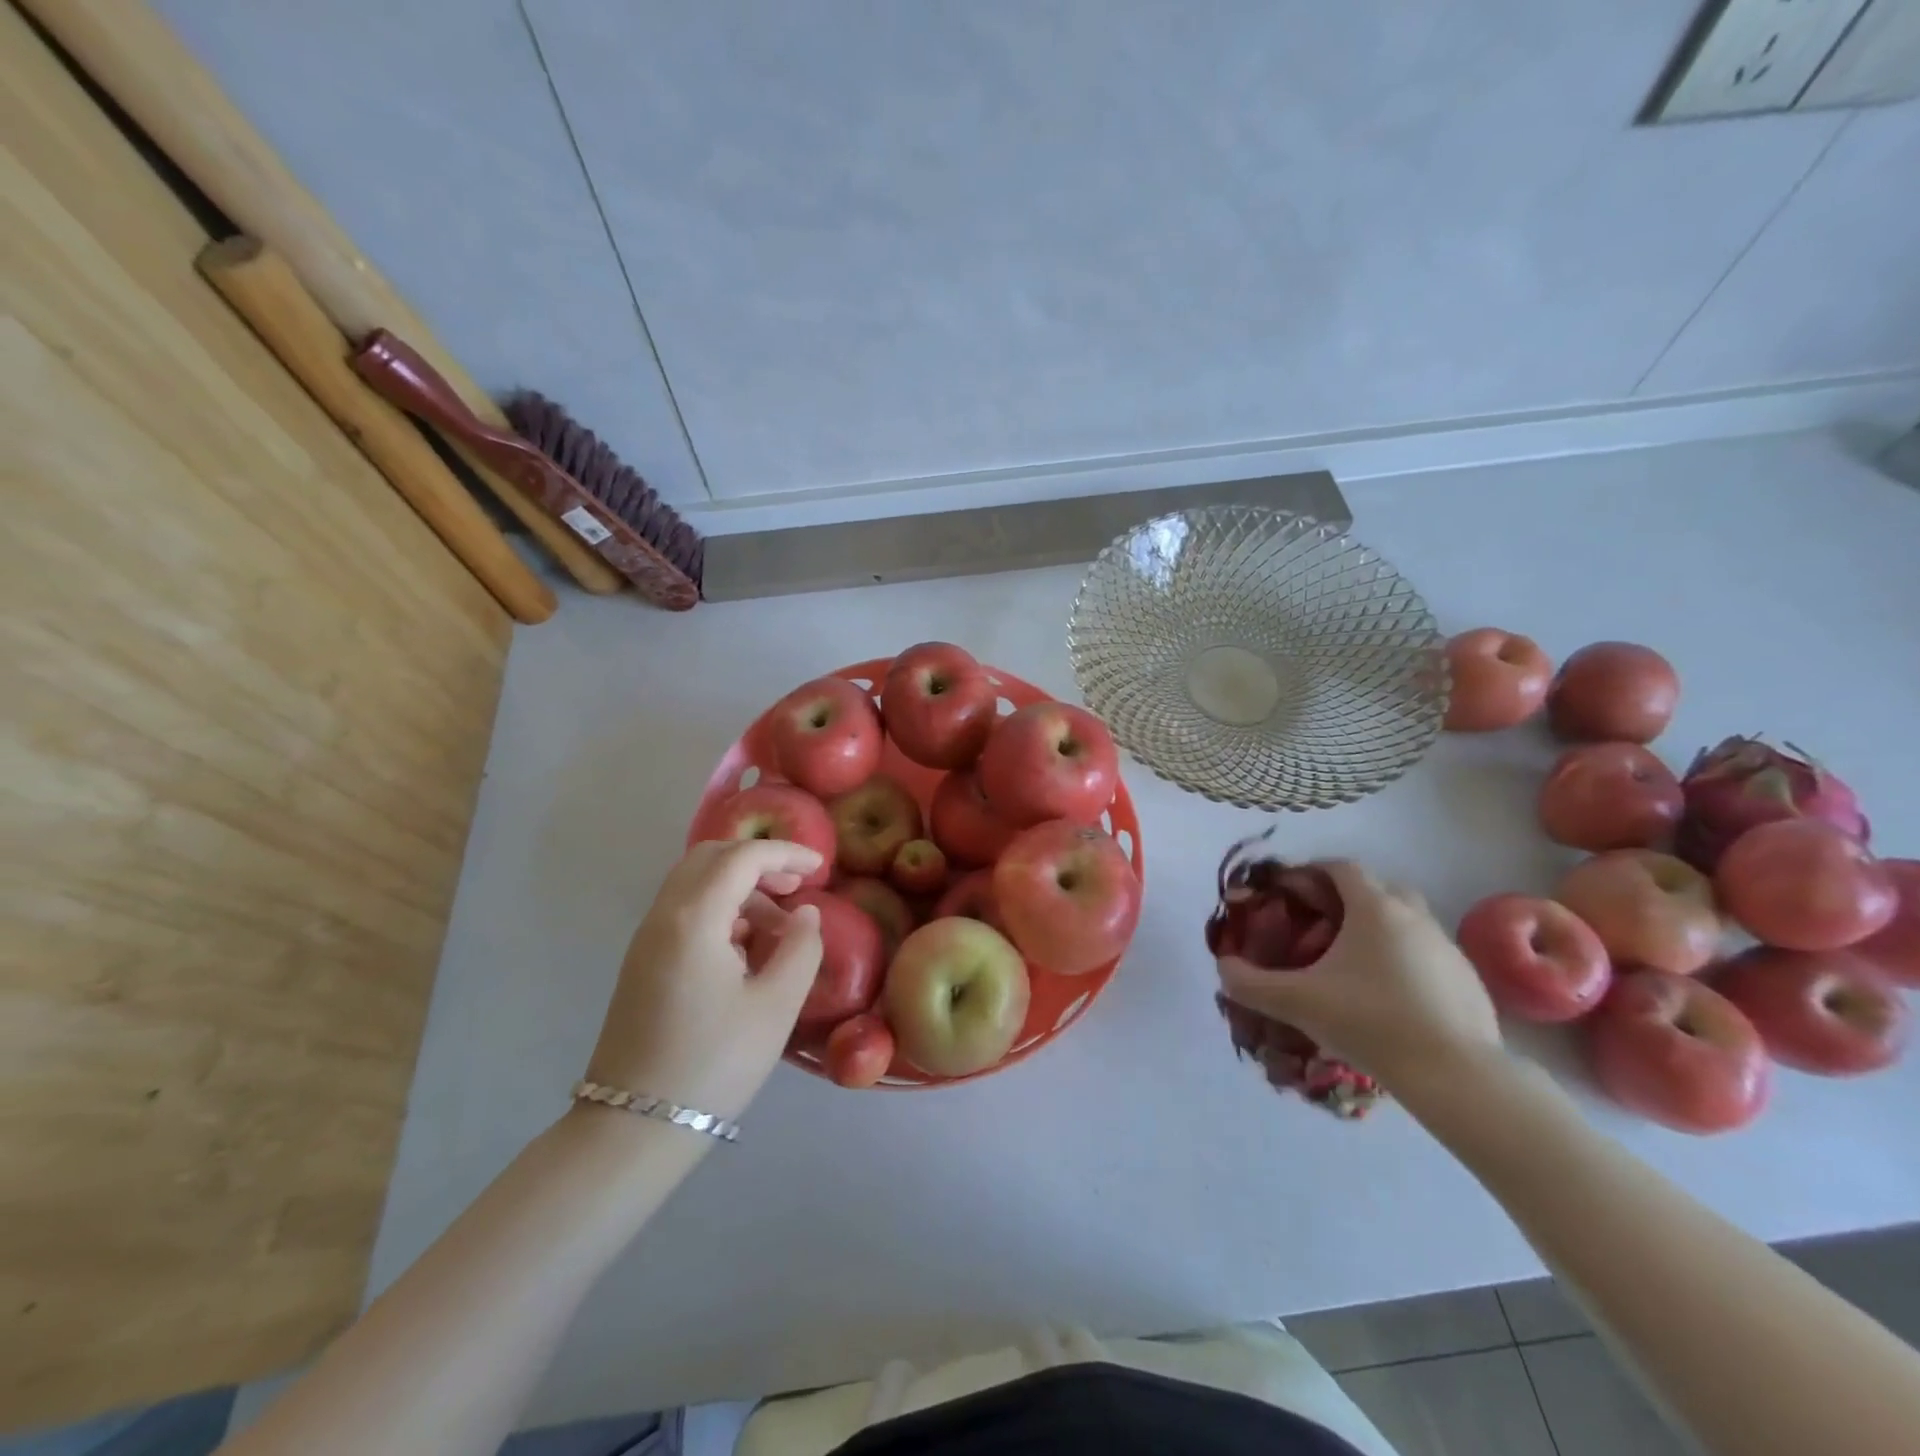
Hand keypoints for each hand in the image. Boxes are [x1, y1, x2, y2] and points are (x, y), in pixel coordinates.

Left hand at [584, 839, 823, 1121]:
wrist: (635, 1128)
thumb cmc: (715, 1063)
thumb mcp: (776, 1005)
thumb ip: (801, 947)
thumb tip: (806, 913)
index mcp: (694, 918)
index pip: (743, 857)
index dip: (786, 853)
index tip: (821, 867)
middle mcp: (663, 916)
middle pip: (711, 858)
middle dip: (758, 862)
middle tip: (796, 887)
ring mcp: (646, 940)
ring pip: (695, 884)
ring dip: (739, 888)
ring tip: (779, 928)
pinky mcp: (642, 964)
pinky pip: (684, 913)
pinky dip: (720, 910)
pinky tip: (746, 950)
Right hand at [1215, 861, 1500, 1087]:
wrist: (1455, 1075)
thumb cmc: (1369, 1021)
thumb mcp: (1296, 1003)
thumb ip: (1250, 983)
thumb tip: (1223, 968)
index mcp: (1375, 908)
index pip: (1341, 867)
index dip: (1313, 872)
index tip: (1292, 892)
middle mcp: (1415, 916)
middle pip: (1380, 888)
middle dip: (1350, 899)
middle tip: (1324, 926)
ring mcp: (1447, 948)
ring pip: (1408, 921)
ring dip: (1381, 931)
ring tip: (1355, 966)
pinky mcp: (1469, 980)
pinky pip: (1429, 955)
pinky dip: (1407, 962)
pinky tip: (1392, 998)